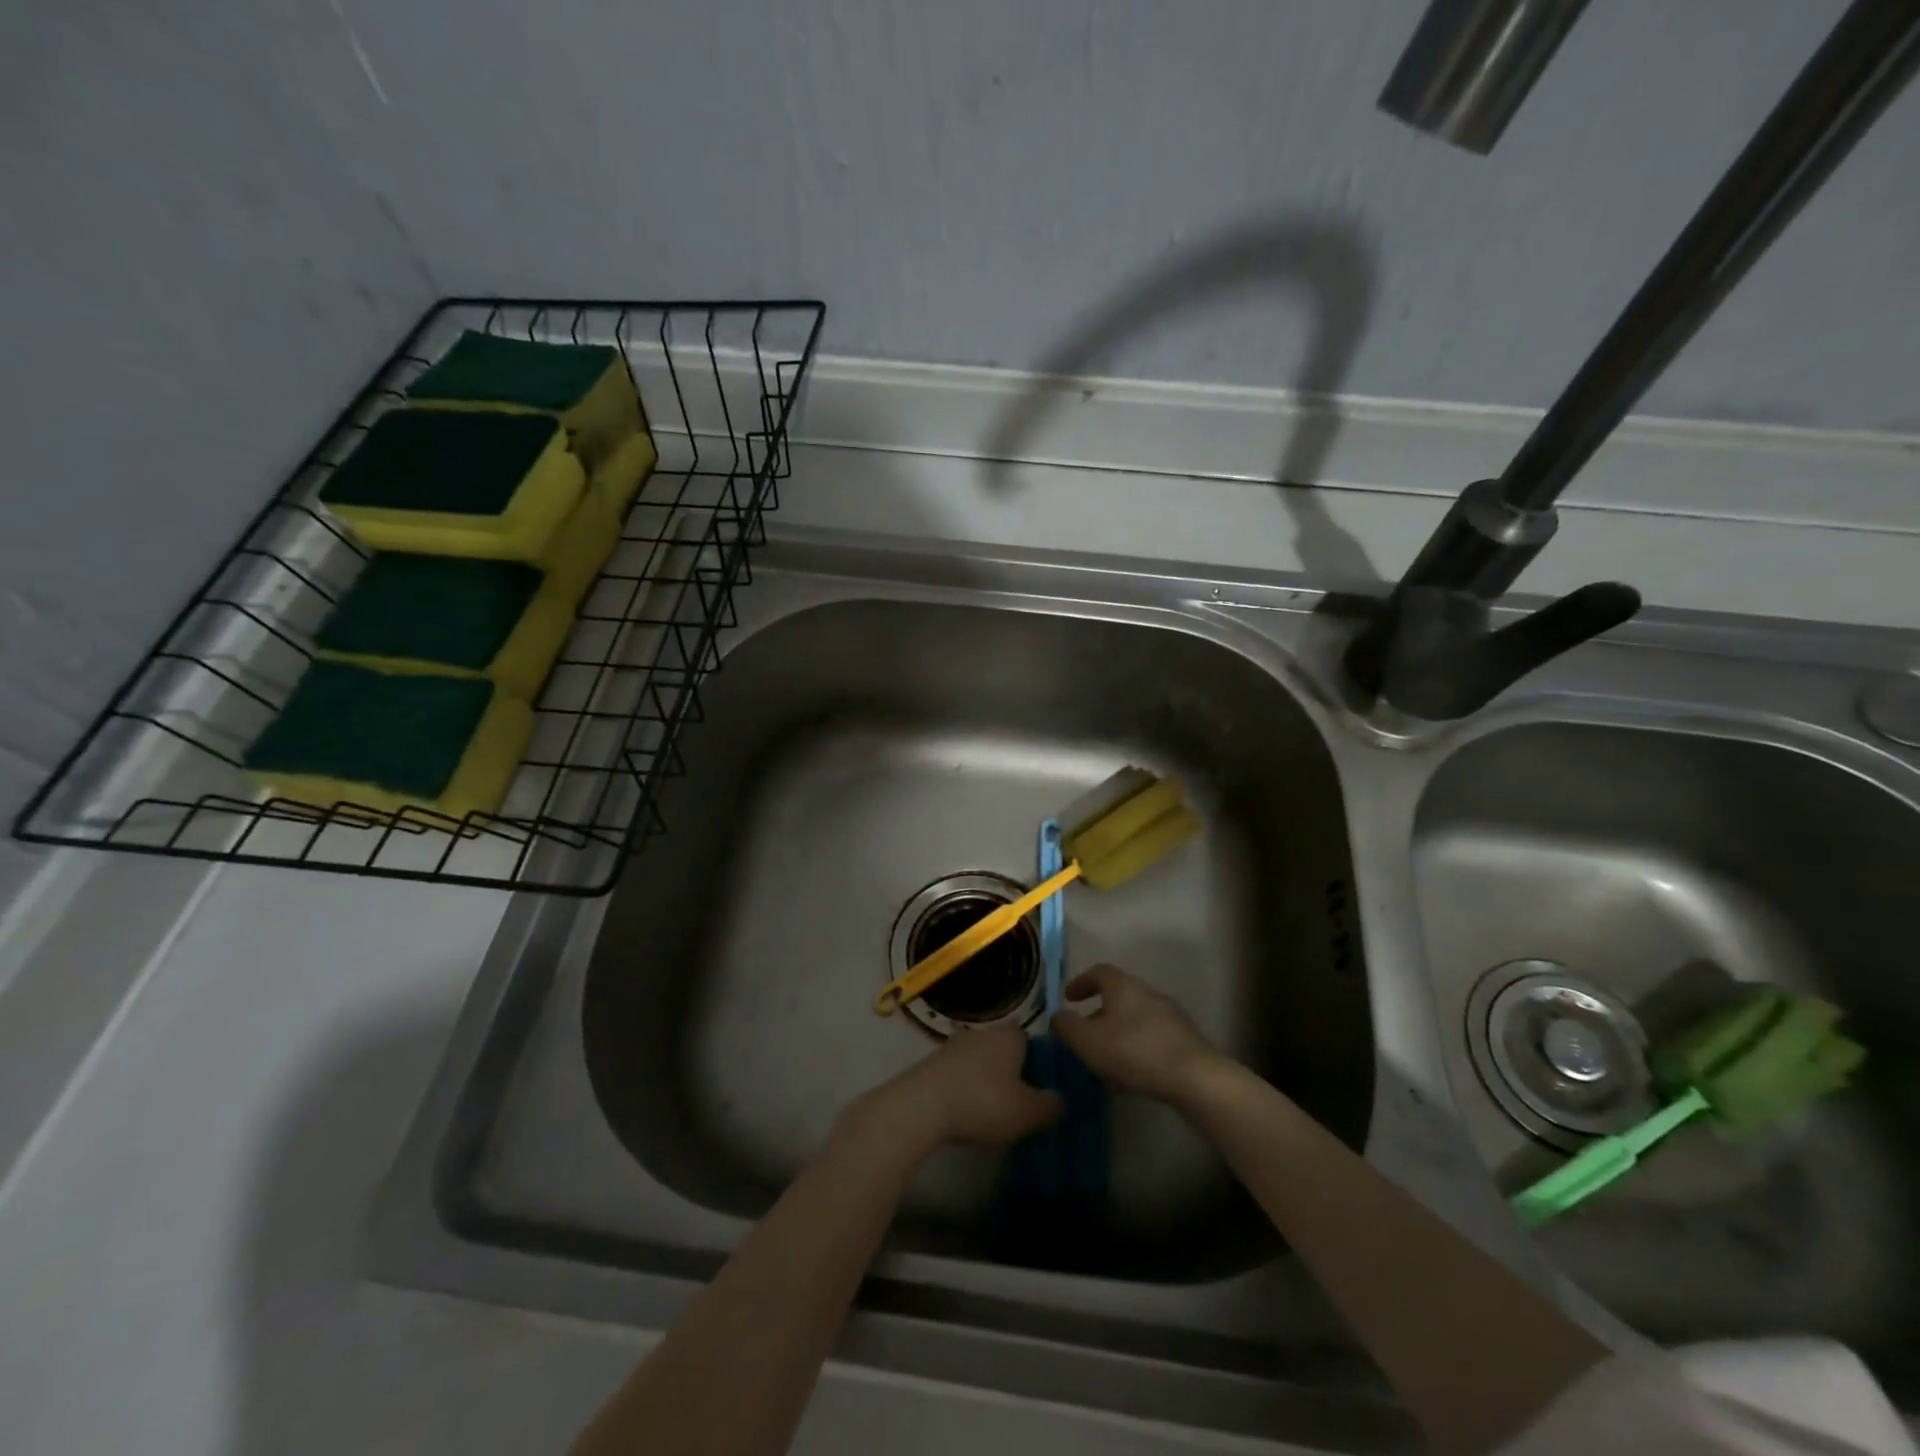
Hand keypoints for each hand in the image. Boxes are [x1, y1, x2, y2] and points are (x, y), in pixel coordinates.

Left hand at [840, 1024, 1060, 1154]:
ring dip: (985, 1081)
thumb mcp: (1028, 1113)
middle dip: (1012, 1073)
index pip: (1031, 1040)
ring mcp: (953, 1045)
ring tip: (991, 1113)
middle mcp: (982, 1031)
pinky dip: (964, 1089)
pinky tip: (965, 1113)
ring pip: (980, 1061)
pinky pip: (958, 1074)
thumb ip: (1051, 1106)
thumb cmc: (983, 1102)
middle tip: (1019, 1104)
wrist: (921, 1106)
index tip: (1041, 1089)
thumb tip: (1060, 1100)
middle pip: (1004, 1050)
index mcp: (1009, 1035)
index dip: (1038, 1063)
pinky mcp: (932, 1062)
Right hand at [1052, 964, 1224, 1105]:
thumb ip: (1067, 1027)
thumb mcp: (1088, 1041)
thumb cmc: (1134, 1052)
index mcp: (1124, 987)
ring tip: (1103, 1063)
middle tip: (1083, 1036)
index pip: (1099, 972)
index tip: (1068, 998)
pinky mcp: (1185, 1042)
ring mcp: (1170, 1017)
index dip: (1081, 982)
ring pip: (1135, 1021)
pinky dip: (1134, 1051)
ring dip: (1117, 1036)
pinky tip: (1128, 1078)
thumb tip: (1058, 1016)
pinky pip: (1151, 1041)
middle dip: (1098, 1015)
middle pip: (1118, 997)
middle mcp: (1148, 994)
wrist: (1195, 1079)